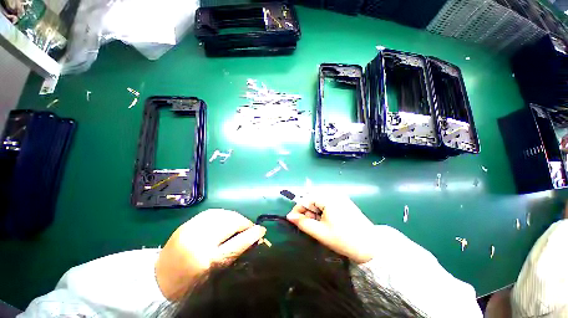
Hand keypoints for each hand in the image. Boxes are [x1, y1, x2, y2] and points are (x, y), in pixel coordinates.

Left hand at [155, 209, 265, 300]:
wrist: (157, 281)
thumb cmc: (188, 285)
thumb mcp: (214, 275)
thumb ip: (234, 255)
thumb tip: (253, 239)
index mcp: (205, 262)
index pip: (236, 244)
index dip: (252, 235)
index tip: (262, 230)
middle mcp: (198, 242)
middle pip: (230, 224)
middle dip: (244, 223)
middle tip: (250, 228)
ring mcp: (191, 229)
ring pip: (222, 214)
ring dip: (235, 217)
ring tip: (239, 223)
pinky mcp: (187, 224)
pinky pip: (212, 212)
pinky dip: (223, 214)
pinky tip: (226, 218)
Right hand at [286, 194, 375, 263]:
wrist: (371, 246)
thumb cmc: (344, 239)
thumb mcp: (320, 232)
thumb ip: (303, 223)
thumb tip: (289, 217)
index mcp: (327, 198)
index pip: (305, 199)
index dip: (298, 210)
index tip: (294, 221)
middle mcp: (333, 193)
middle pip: (312, 198)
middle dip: (307, 211)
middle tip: (307, 225)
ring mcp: (340, 197)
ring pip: (319, 201)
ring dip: (314, 211)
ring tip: (317, 224)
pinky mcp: (344, 201)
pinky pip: (327, 202)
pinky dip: (322, 210)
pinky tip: (325, 221)